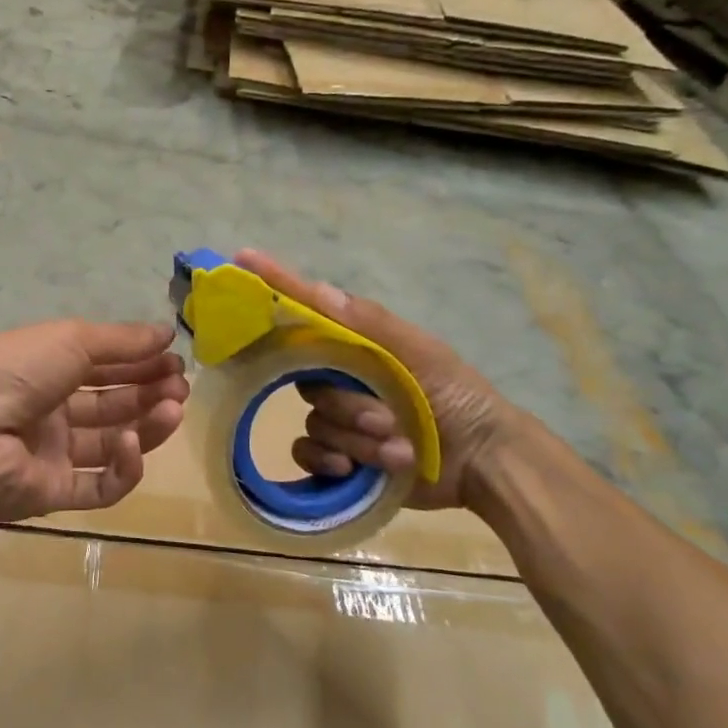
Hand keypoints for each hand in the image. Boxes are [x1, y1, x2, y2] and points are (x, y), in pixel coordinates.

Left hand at [0, 319, 188, 521]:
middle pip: (111, 404)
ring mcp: (51, 454)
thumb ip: (122, 340)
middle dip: (149, 392)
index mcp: (47, 368)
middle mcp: (50, 410)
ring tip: (173, 409)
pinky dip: (123, 467)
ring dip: (146, 426)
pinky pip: (98, 486)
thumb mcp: (72, 339)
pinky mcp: (53, 494)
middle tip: (181, 386)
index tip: (175, 359)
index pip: (103, 366)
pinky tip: (133, 445)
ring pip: (111, 444)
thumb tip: (166, 331)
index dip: (140, 362)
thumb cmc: (17, 368)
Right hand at [235, 249, 518, 511]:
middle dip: (347, 405)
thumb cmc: (457, 397)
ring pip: (315, 421)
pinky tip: (354, 469)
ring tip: (397, 448)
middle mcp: (340, 375)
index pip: (307, 310)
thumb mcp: (423, 354)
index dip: (276, 284)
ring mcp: (338, 417)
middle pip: (307, 380)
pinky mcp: (338, 454)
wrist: (484, 463)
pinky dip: (328, 461)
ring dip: (356, 438)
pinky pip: (306, 452)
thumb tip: (318, 289)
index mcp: (357, 345)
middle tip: (386, 418)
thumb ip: (372, 325)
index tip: (243, 257)